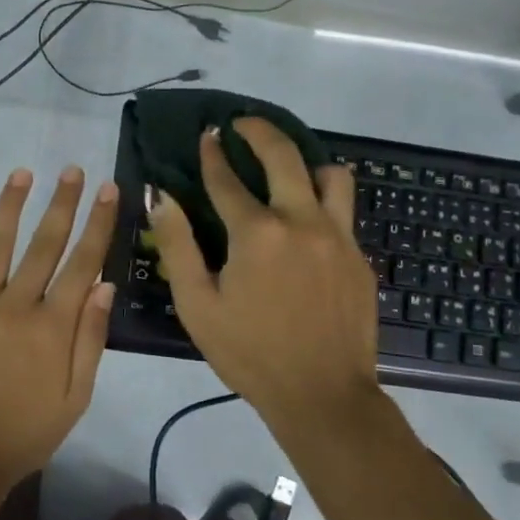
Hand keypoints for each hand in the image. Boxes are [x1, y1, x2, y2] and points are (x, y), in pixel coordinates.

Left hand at [0, 166, 117, 493]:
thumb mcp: (74, 398)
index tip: (108, 190)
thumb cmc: (24, 435)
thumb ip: (90, 339)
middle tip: (72, 170)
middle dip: (62, 203)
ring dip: (11, 206)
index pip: (83, 262)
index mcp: (53, 326)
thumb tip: (104, 284)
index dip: (98, 223)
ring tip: (23, 173)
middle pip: (45, 244)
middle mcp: (17, 305)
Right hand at [150, 120, 381, 429]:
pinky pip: (344, 212)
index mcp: (257, 233)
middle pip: (284, 156)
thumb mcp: (197, 304)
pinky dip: (323, 202)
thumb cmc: (250, 353)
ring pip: (331, 175)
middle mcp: (302, 222)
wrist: (323, 396)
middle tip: (243, 123)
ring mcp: (338, 237)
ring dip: (306, 163)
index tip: (207, 134)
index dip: (213, 154)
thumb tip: (160, 196)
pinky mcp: (359, 257)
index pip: (228, 179)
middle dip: (259, 131)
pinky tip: (307, 221)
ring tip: (288, 169)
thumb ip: (177, 245)